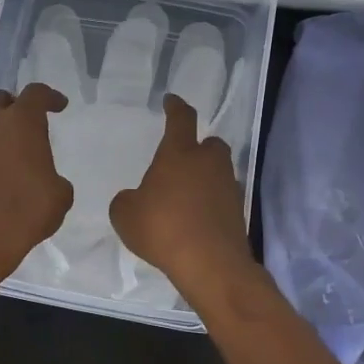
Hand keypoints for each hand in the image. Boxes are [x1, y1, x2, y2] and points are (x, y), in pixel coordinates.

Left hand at [0, 84, 74, 285]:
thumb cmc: (26, 208)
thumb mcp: (60, 195)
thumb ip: (55, 179)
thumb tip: (47, 181)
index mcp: (21, 121)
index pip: (36, 94)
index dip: (50, 97)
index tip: (59, 105)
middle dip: (13, 106)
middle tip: (28, 123)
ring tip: (14, 157)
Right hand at [110, 94, 255, 296]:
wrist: (210, 263)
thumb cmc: (162, 228)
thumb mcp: (125, 215)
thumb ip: (127, 200)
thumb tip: (134, 199)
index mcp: (179, 153)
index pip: (180, 119)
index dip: (175, 107)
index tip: (171, 100)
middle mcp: (208, 163)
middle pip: (210, 144)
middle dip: (198, 147)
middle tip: (182, 160)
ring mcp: (228, 187)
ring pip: (218, 171)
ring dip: (205, 178)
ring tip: (185, 196)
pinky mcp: (238, 211)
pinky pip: (222, 197)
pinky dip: (210, 203)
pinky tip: (195, 220)